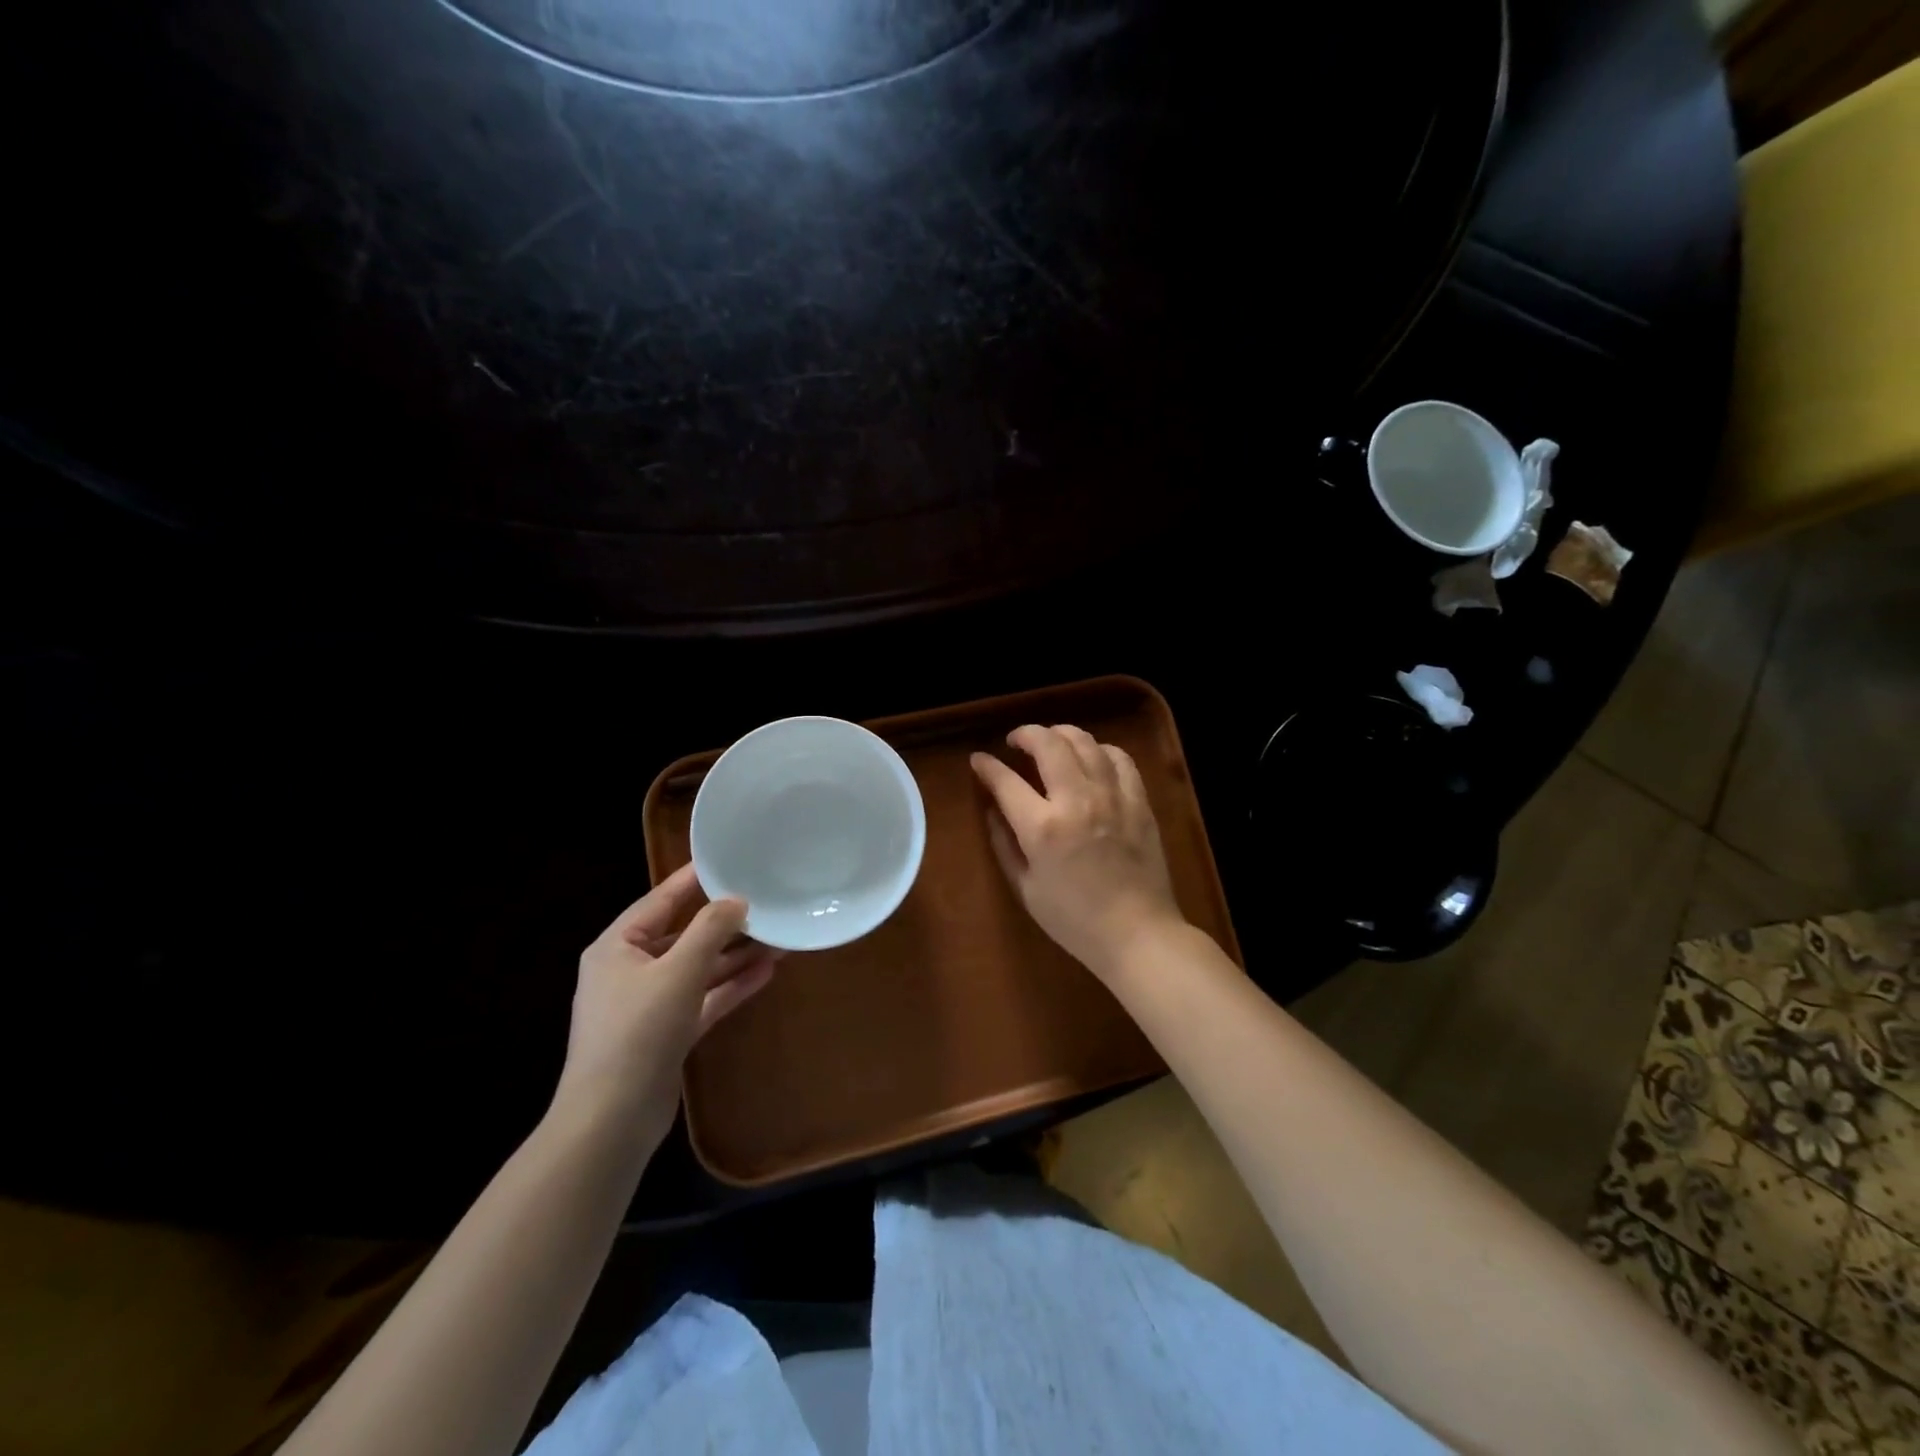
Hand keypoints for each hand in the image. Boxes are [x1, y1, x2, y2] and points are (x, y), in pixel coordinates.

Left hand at [550, 864, 781, 1155]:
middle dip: (726, 924)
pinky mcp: (667, 1033)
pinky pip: (703, 998)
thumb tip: (736, 900)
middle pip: (684, 935)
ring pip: (698, 968)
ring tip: (779, 938)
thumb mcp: (677, 972)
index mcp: (617, 946)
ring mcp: (649, 1004)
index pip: (660, 900)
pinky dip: (730, 986)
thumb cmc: (638, 1032)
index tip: (730, 859)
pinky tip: (766, 972)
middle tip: (766, 902)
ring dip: (735, 956)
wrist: (611, 1121)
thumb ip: (710, 930)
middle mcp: (630, 970)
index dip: (695, 879)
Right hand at [970, 723, 1183, 978]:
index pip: (1006, 781)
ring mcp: (1113, 797)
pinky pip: (1120, 758)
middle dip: (1025, 734)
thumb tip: (992, 810)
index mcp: (1042, 828)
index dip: (987, 766)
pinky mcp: (1139, 801)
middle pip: (1048, 744)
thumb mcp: (1026, 889)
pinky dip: (1100, 750)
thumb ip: (1004, 844)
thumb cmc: (1074, 921)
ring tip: (1050, 741)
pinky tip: (1092, 757)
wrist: (1138, 934)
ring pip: (1085, 742)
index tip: (979, 760)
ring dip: (1061, 734)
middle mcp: (1077, 801)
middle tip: (1015, 741)